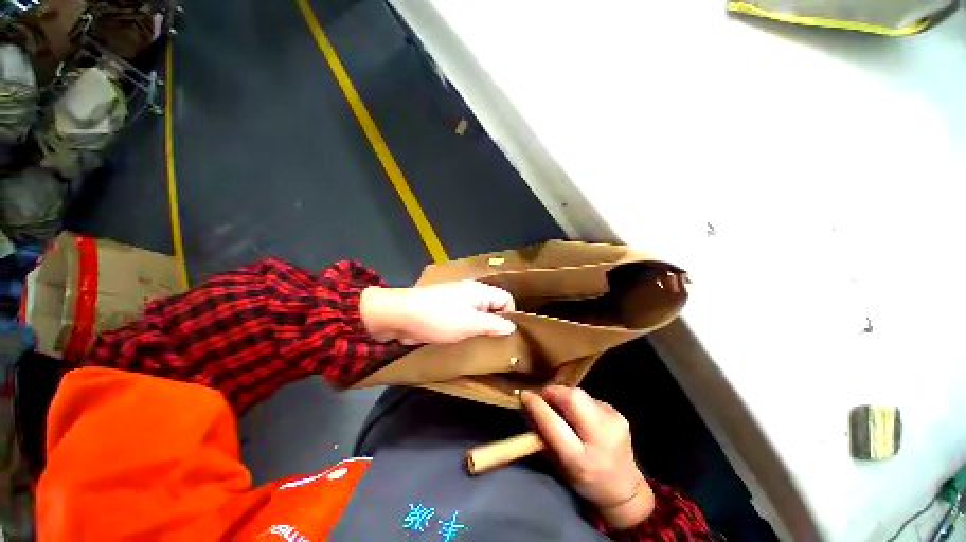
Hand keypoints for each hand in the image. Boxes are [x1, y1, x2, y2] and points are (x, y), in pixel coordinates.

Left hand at [360, 281, 515, 344]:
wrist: (400, 317)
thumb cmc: (438, 318)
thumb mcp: (470, 323)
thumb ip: (493, 325)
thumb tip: (513, 327)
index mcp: (479, 291)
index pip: (506, 299)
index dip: (511, 315)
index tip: (508, 336)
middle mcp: (471, 295)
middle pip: (493, 308)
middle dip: (497, 325)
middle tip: (499, 346)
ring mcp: (458, 304)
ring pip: (479, 317)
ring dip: (482, 331)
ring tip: (485, 348)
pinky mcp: (447, 314)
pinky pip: (466, 322)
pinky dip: (469, 332)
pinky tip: (469, 345)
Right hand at [522, 386, 654, 529]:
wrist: (624, 490)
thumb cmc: (584, 481)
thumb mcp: (558, 465)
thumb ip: (542, 435)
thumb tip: (527, 407)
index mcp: (580, 460)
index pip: (554, 424)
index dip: (537, 405)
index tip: (525, 395)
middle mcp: (600, 439)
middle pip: (573, 398)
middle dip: (554, 392)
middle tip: (544, 396)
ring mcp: (614, 425)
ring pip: (581, 394)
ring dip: (566, 395)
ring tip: (561, 405)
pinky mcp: (620, 416)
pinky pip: (591, 398)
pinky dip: (580, 401)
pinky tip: (579, 413)